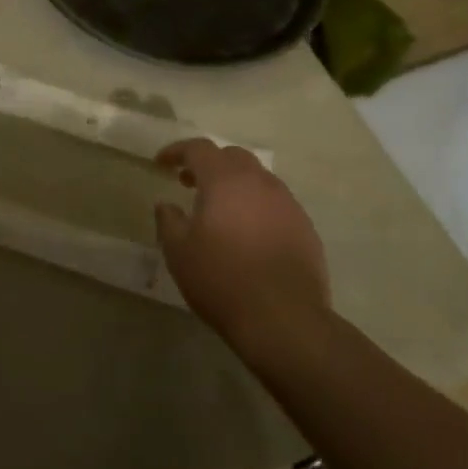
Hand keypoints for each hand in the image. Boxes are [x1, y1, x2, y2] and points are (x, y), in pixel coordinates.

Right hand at [154, 140, 330, 345]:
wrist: (284, 319)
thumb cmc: (221, 279)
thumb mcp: (179, 251)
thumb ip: (169, 221)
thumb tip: (166, 205)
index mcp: (225, 180)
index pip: (198, 149)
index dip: (177, 151)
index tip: (161, 164)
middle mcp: (260, 183)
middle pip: (233, 157)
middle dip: (209, 164)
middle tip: (190, 183)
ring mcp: (288, 204)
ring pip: (258, 179)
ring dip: (235, 185)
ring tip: (219, 210)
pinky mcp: (306, 228)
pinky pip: (276, 204)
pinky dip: (256, 207)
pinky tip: (248, 234)